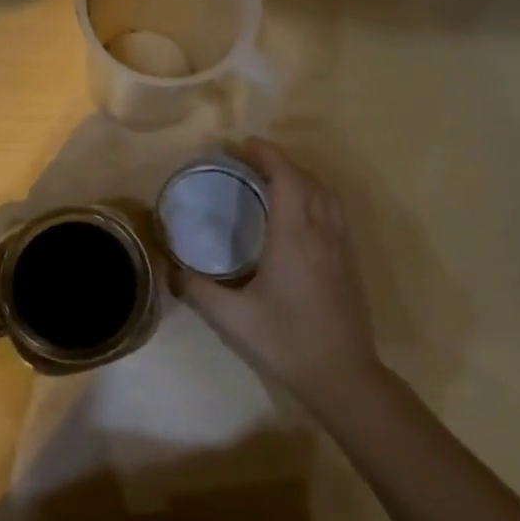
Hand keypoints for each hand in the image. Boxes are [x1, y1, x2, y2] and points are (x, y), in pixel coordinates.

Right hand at [177, 139, 380, 404]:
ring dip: (303, 177)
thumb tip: (170, 269)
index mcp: (294, 238)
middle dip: (282, 162)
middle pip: (308, 180)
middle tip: (253, 160)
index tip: (246, 144)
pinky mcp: (350, 262)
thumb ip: (197, 290)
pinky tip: (301, 213)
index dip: (268, 156)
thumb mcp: (232, 319)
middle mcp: (322, 233)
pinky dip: (316, 196)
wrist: (343, 376)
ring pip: (328, 195)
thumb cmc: (286, 342)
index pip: (286, 179)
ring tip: (276, 180)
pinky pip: (335, 212)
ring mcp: (341, 247)